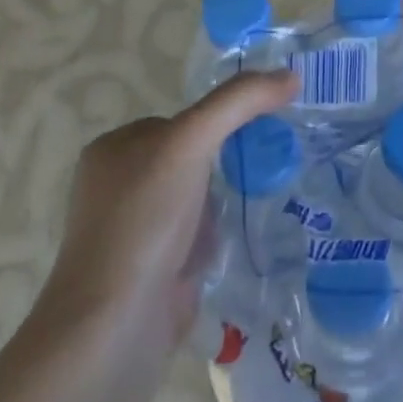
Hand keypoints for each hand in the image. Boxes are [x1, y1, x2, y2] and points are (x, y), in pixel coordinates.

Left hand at [36, 70, 301, 347]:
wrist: (116, 326)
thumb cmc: (145, 219)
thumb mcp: (191, 141)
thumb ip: (239, 102)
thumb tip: (290, 76)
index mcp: (112, 150)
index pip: (180, 121)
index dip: (218, 124)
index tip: (259, 132)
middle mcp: (115, 187)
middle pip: (190, 159)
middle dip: (225, 166)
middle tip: (267, 166)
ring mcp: (132, 232)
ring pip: (195, 200)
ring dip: (224, 203)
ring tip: (258, 203)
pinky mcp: (149, 271)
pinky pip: (194, 238)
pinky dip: (216, 239)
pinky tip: (236, 243)